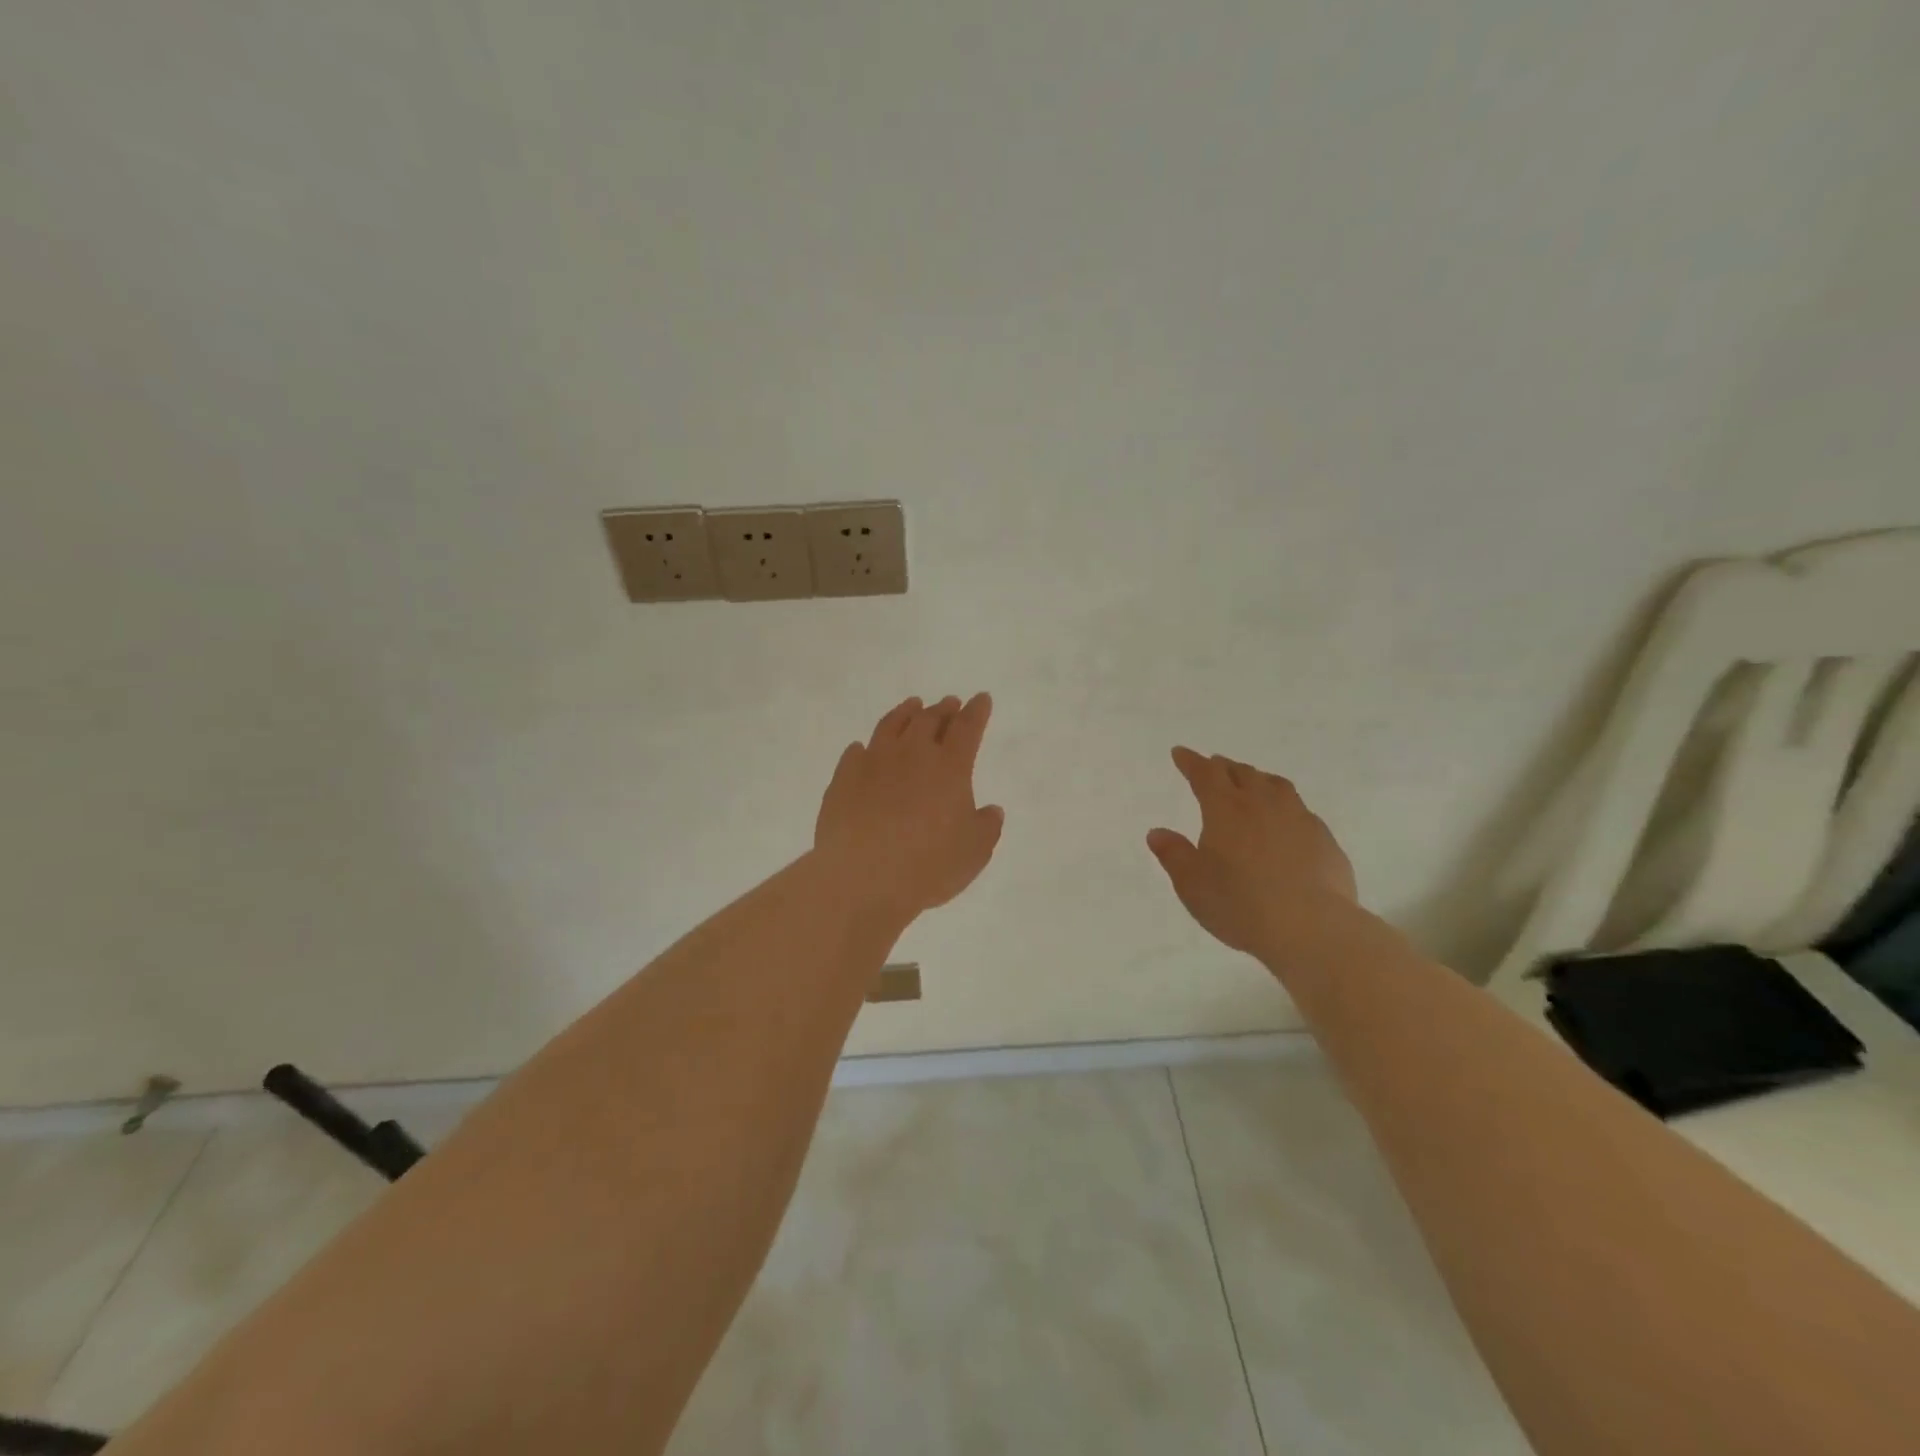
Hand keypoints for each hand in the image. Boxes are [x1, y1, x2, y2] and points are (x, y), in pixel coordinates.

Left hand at [815, 694, 1005, 920]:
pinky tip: (865, 749)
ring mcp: (873, 762)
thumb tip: (990, 810)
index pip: (968, 728)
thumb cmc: (929, 865)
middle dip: (943, 709)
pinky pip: (856, 752)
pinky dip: (866, 747)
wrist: (862, 877)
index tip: (982, 698)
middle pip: (929, 720)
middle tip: (949, 703)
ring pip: (891, 725)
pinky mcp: (843, 778)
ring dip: (905, 713)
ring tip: (912, 706)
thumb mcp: (974, 852)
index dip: (977, 711)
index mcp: (949, 766)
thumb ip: (987, 826)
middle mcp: (911, 754)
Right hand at [1147, 746, 1356, 958]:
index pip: (1205, 774)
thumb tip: (1158, 832)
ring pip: (1276, 786)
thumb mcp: (1192, 884)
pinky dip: (1285, 807)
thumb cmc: (1240, 903)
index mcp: (1226, 809)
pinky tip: (1286, 822)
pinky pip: (1301, 811)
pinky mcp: (1324, 839)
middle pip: (1242, 773)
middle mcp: (1262, 804)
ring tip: (1252, 783)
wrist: (1310, 927)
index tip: (1181, 753)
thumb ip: (1174, 855)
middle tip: (1214, 766)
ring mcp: (1298, 819)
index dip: (1191, 762)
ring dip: (1259, 779)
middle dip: (1224, 767)